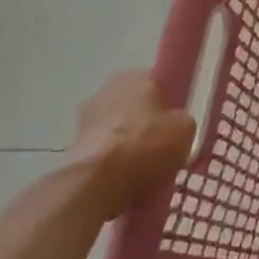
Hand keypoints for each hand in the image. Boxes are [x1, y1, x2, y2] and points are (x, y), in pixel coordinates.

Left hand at [61, 71, 194, 219]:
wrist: (99, 183)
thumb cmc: (147, 144)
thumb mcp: (186, 128)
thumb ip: (181, 120)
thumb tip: (174, 124)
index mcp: (135, 75)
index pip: (156, 83)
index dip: (167, 104)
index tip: (175, 125)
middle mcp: (105, 89)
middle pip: (134, 107)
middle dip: (145, 124)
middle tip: (163, 149)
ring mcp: (84, 118)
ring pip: (117, 130)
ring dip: (127, 145)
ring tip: (145, 171)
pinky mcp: (72, 147)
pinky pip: (103, 152)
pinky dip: (112, 163)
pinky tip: (126, 181)